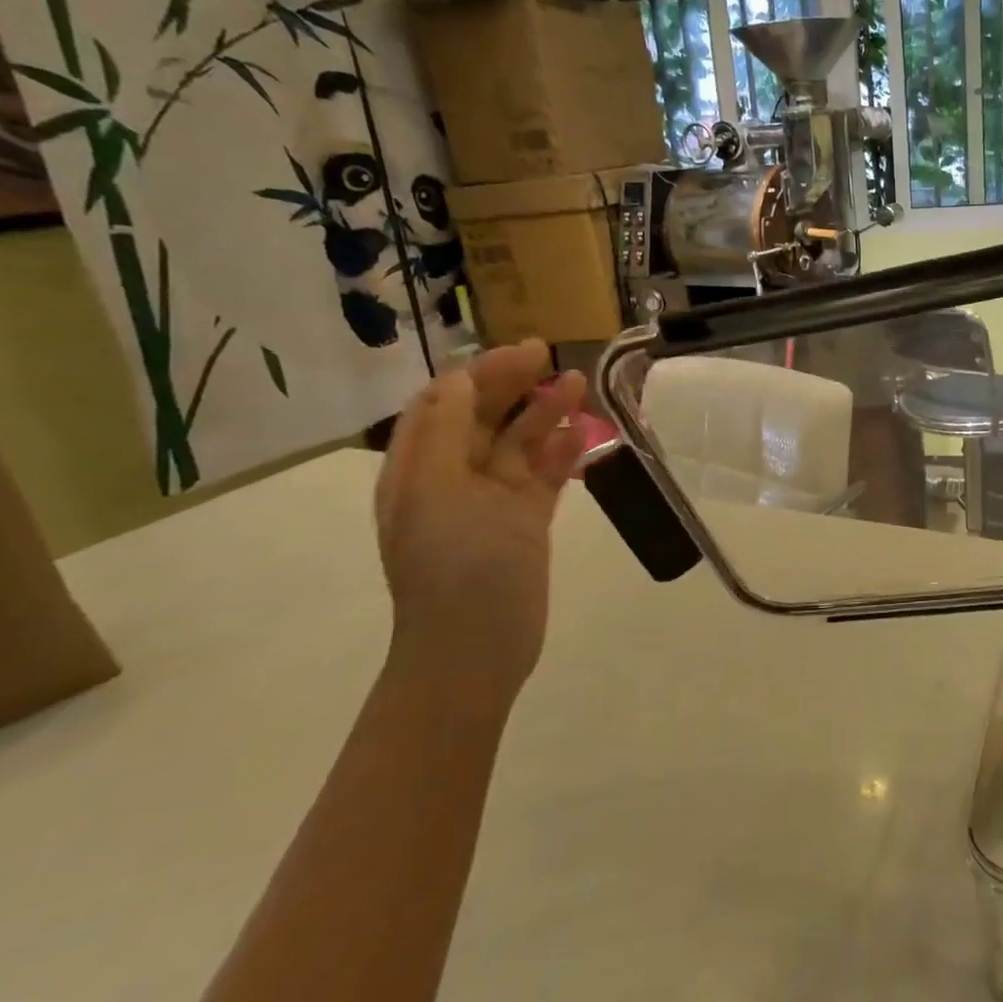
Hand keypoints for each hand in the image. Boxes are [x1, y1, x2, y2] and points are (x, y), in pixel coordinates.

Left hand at [373, 340, 586, 705]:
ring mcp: (492, 501)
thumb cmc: (455, 565)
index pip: (445, 402)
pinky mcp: (525, 522)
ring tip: (579, 386)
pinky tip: (582, 436)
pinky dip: (560, 452)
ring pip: (520, 442)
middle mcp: (452, 477)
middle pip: (484, 416)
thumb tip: (461, 378)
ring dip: (545, 413)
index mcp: (419, 467)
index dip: (479, 372)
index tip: (522, 353)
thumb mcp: (439, 489)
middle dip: (515, 384)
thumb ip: (449, 429)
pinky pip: (543, 475)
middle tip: (552, 358)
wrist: (476, 648)